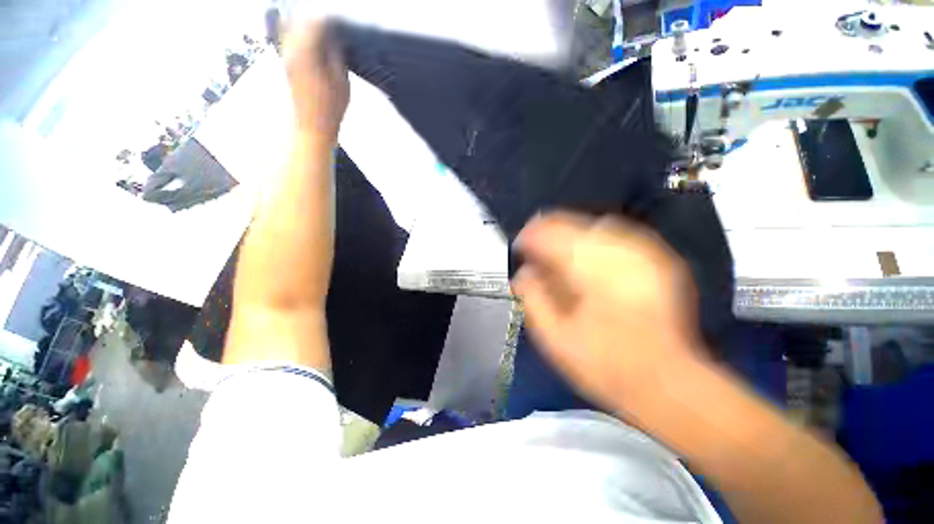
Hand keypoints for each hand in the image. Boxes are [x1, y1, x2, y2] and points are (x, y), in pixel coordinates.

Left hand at [283, 17, 348, 138]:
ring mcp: (286, 55)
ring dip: (307, 26)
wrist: (313, 126)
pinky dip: (302, 35)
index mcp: (306, 51)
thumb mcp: (342, 82)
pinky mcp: (286, 62)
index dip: (329, 20)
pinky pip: (290, 38)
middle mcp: (291, 48)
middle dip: (317, 20)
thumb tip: (334, 38)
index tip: (340, 24)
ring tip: (324, 33)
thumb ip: (336, 56)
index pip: (315, 22)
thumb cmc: (332, 108)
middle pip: (300, 20)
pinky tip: (314, 43)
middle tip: (333, 27)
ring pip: (292, 27)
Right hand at [512, 212, 705, 412]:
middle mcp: (618, 256)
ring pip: (597, 224)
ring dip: (573, 233)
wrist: (665, 381)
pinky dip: (597, 239)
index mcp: (589, 273)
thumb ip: (533, 298)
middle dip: (549, 231)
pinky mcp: (659, 261)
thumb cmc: (602, 363)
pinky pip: (621, 235)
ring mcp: (643, 255)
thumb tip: (524, 272)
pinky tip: (589, 256)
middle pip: (575, 225)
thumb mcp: (554, 337)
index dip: (530, 236)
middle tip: (535, 246)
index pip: (551, 237)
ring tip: (558, 249)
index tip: (520, 246)